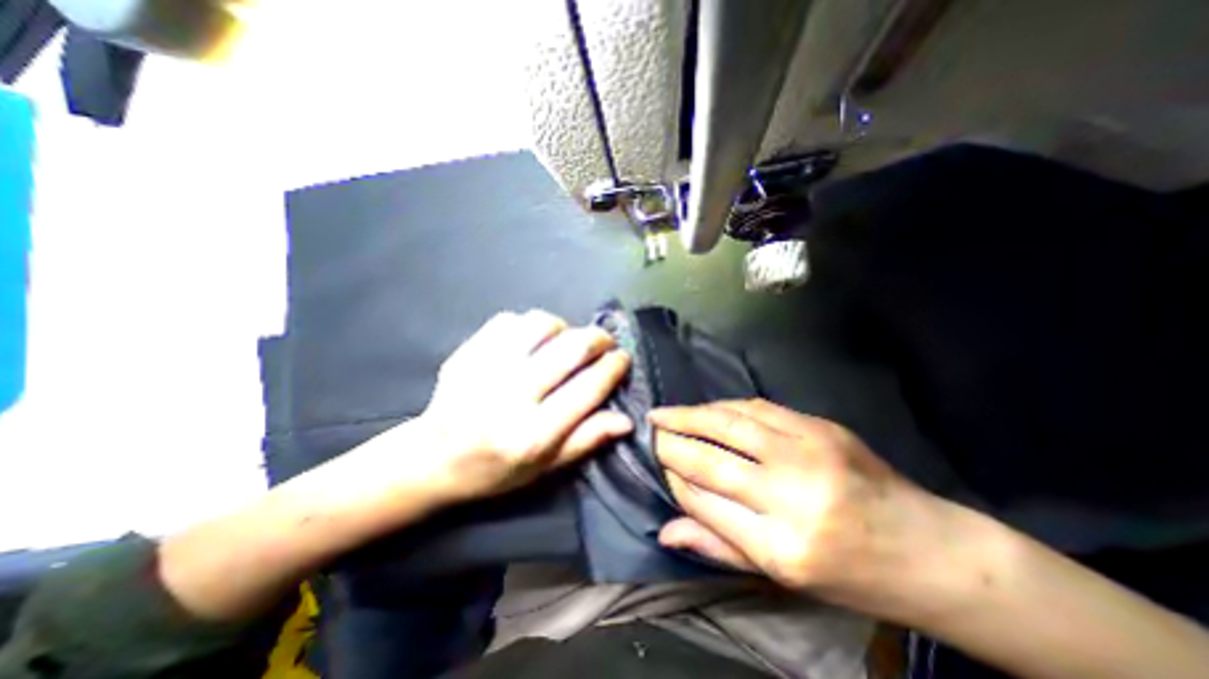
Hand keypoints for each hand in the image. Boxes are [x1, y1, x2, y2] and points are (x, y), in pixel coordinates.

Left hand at [420, 310, 633, 500]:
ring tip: (567, 339)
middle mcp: (511, 396)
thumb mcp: (546, 468)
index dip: (613, 367)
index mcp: (533, 433)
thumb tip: (626, 420)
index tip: (622, 358)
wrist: (432, 459)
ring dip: (564, 327)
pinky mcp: (468, 352)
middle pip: (570, 349)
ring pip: (541, 325)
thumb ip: (586, 441)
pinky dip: (530, 325)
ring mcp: (486, 369)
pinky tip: (533, 340)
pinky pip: (510, 320)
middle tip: (604, 342)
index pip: (587, 388)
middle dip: (597, 339)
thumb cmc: (495, 470)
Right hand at [659, 399, 939, 609]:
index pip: (706, 502)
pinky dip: (724, 407)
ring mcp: (809, 453)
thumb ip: (719, 548)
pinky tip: (706, 408)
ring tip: (665, 413)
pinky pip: (757, 408)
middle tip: (649, 430)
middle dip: (672, 442)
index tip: (657, 464)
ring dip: (690, 415)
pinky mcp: (820, 427)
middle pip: (712, 459)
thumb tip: (666, 531)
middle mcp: (793, 496)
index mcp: (782, 547)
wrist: (931, 550)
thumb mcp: (782, 579)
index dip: (675, 479)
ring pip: (730, 423)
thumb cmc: (851, 575)